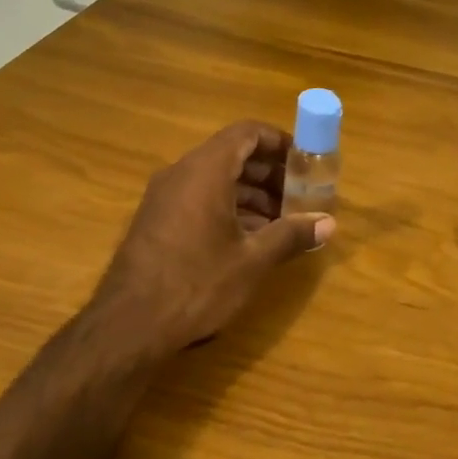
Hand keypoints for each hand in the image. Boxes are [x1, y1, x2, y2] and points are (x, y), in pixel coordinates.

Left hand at [96, 121, 333, 355]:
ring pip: (216, 178)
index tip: (306, 162)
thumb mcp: (252, 260)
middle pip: (233, 154)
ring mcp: (165, 197)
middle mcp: (182, 173)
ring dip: (252, 193)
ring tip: (283, 221)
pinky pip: (199, 198)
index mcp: (206, 170)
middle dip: (270, 172)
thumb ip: (291, 235)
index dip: (280, 142)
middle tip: (300, 195)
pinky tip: (250, 238)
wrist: (128, 326)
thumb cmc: (197, 283)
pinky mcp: (157, 220)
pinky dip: (229, 207)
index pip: (247, 133)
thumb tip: (329, 224)